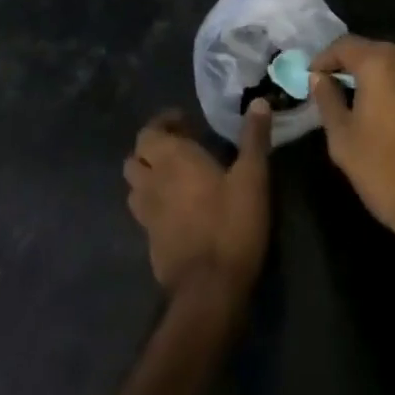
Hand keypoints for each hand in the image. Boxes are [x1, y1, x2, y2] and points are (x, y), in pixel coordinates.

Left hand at [124, 102, 271, 297]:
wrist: (209, 293)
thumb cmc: (231, 225)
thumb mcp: (252, 177)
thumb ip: (254, 138)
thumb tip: (259, 102)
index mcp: (172, 160)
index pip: (148, 132)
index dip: (163, 124)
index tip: (186, 122)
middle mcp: (152, 184)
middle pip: (135, 159)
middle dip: (153, 149)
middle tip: (181, 148)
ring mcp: (147, 218)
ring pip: (136, 189)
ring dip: (149, 178)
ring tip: (177, 178)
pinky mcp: (151, 246)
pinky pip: (145, 216)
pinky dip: (156, 206)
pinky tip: (180, 212)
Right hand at [310, 37, 394, 256]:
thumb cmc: (388, 174)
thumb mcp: (343, 141)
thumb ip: (327, 100)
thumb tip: (319, 77)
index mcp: (381, 62)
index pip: (344, 45)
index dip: (324, 59)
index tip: (312, 78)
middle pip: (373, 52)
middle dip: (353, 69)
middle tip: (337, 92)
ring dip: (380, 79)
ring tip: (367, 106)